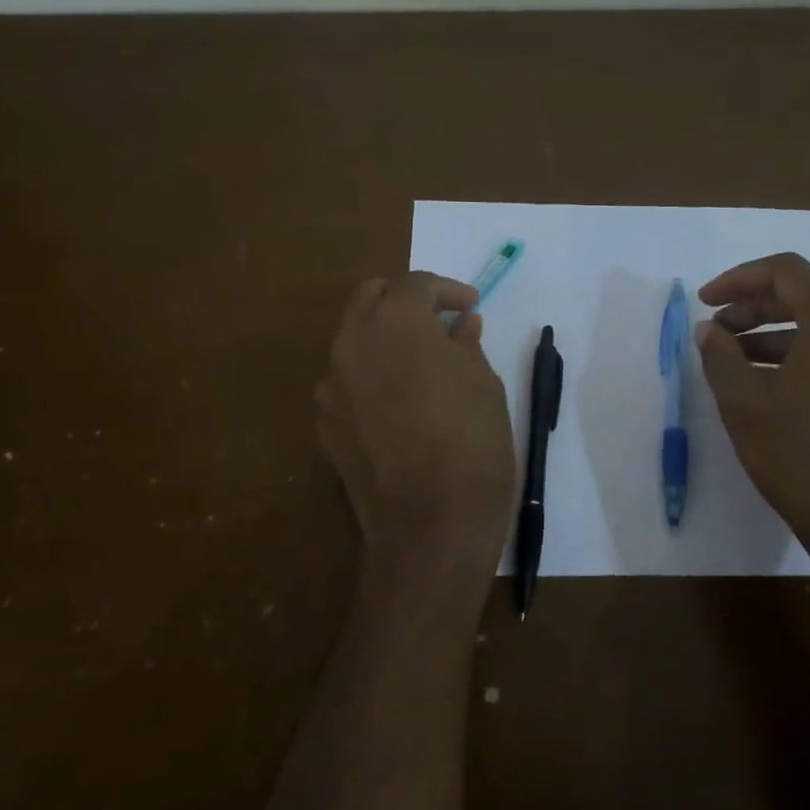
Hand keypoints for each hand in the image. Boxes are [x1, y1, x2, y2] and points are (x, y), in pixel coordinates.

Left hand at [316, 272, 515, 576]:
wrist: (429, 524)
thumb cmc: (472, 445)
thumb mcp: (485, 386)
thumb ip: (466, 345)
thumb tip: (462, 326)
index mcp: (396, 323)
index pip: (416, 284)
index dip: (448, 290)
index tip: (471, 307)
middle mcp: (352, 342)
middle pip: (371, 297)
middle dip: (405, 300)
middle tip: (438, 321)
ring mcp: (331, 384)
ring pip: (353, 338)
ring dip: (384, 336)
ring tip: (419, 363)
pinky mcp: (324, 422)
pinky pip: (346, 381)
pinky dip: (370, 375)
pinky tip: (398, 403)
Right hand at [698, 253, 809, 589]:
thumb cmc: (801, 456)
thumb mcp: (745, 404)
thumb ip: (720, 356)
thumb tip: (710, 330)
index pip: (786, 272)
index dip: (739, 279)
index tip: (705, 302)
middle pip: (808, 297)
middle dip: (755, 308)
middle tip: (716, 332)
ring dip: (776, 336)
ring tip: (734, 363)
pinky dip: (801, 358)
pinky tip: (770, 388)